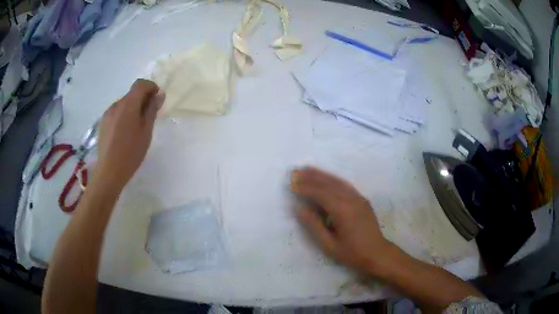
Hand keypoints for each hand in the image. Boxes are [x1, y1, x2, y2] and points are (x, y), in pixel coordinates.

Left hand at [96, 79, 163, 189]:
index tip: (156, 100)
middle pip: (131, 94)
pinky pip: (116, 113)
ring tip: (135, 128)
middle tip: (148, 117)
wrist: (109, 171)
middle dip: (142, 100)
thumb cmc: (131, 152)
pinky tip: (124, 133)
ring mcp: (107, 114)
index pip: (140, 84)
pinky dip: (123, 116)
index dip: (151, 87)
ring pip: (123, 104)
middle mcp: (116, 105)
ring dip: (132, 108)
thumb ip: (152, 110)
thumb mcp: (146, 131)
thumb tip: (159, 94)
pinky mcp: (102, 123)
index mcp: (128, 104)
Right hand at [290, 167, 392, 275]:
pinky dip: (333, 179)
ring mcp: (359, 198)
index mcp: (343, 210)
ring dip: (322, 174)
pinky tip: (326, 178)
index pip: (321, 193)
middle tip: (295, 172)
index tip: (292, 184)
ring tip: (307, 169)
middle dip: (311, 177)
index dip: (305, 188)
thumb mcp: (329, 245)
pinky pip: (345, 185)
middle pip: (329, 183)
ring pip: (337, 181)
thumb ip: (314, 225)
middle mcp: (351, 199)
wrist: (377, 253)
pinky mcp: (362, 199)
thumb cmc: (352, 253)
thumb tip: (300, 208)